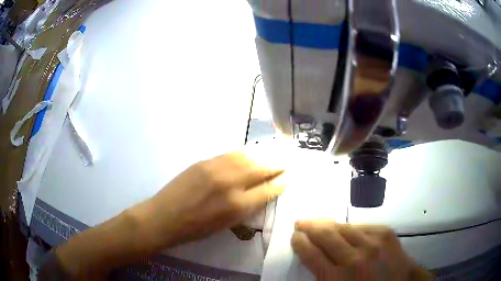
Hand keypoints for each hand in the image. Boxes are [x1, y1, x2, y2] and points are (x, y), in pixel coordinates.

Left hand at [133, 152, 284, 250]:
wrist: (165, 216)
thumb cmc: (196, 229)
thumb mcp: (226, 224)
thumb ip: (246, 207)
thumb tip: (261, 192)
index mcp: (237, 206)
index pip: (267, 190)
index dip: (281, 182)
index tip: (288, 177)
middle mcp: (231, 184)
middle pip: (261, 169)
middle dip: (277, 165)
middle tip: (287, 162)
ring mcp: (216, 169)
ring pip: (248, 157)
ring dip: (264, 156)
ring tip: (274, 155)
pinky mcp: (204, 162)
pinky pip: (231, 154)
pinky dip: (245, 153)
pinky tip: (252, 153)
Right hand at [291, 220, 432, 280]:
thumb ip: (324, 276)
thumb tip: (313, 258)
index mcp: (337, 278)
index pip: (312, 254)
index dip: (300, 243)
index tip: (294, 236)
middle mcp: (354, 258)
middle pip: (326, 236)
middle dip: (310, 228)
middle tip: (300, 222)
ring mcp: (372, 242)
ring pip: (343, 228)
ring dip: (328, 224)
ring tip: (318, 222)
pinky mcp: (385, 233)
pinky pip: (362, 226)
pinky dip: (350, 227)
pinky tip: (345, 228)